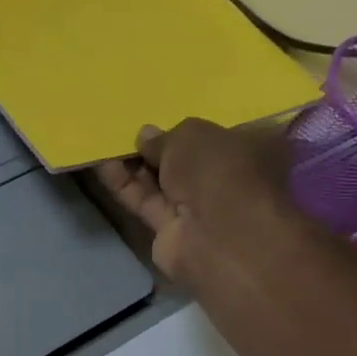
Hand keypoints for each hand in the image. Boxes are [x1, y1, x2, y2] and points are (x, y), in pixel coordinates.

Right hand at [96, 120, 294, 283]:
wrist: (216, 236)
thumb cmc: (219, 171)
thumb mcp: (191, 135)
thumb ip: (165, 136)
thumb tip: (146, 137)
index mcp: (253, 150)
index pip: (221, 134)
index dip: (191, 128)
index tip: (164, 119)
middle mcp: (228, 180)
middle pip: (187, 161)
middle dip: (159, 148)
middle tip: (130, 131)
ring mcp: (200, 210)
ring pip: (163, 183)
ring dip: (136, 166)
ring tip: (108, 143)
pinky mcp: (172, 232)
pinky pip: (146, 202)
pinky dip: (125, 186)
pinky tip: (103, 165)